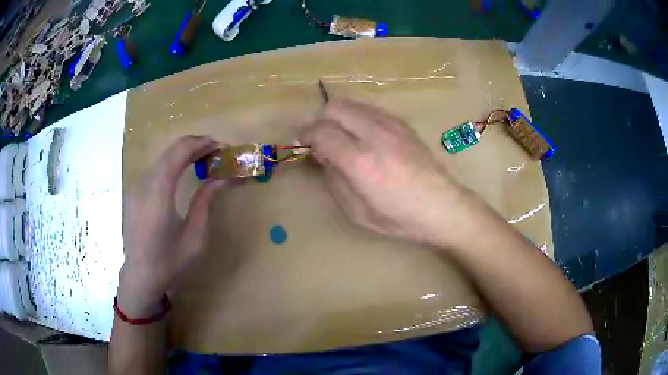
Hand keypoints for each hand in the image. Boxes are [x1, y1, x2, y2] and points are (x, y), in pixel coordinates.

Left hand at [118, 136, 224, 316]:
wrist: (140, 276)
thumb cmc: (169, 262)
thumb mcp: (194, 237)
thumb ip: (205, 203)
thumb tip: (220, 179)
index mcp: (159, 194)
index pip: (178, 152)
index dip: (200, 143)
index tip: (220, 146)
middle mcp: (144, 184)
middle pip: (170, 150)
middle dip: (194, 145)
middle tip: (215, 152)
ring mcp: (136, 187)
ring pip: (162, 157)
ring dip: (183, 152)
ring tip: (202, 160)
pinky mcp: (134, 192)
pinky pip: (155, 168)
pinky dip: (172, 162)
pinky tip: (182, 172)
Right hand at [301, 99, 465, 244]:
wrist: (442, 206)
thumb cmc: (399, 217)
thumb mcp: (357, 212)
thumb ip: (334, 180)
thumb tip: (323, 156)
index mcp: (360, 161)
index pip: (321, 132)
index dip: (305, 136)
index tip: (302, 146)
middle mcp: (374, 134)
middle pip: (334, 108)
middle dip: (319, 121)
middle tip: (320, 140)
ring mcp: (391, 124)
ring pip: (351, 104)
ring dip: (337, 117)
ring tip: (340, 137)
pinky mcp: (402, 123)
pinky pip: (368, 109)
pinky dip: (356, 117)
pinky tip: (362, 136)